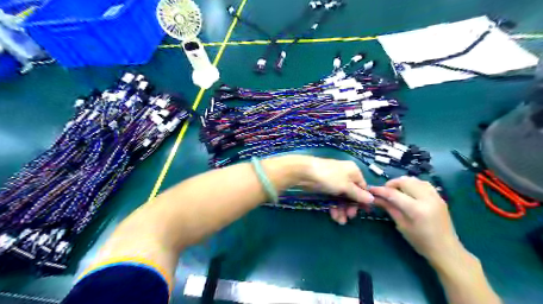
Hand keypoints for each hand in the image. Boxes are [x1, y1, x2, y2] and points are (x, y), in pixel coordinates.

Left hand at [293, 158, 373, 224]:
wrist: (305, 173)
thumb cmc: (329, 177)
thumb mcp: (346, 186)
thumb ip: (358, 194)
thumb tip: (373, 199)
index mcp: (353, 172)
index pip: (362, 187)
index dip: (362, 200)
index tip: (363, 212)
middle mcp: (345, 176)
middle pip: (352, 194)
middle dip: (350, 207)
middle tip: (349, 217)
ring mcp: (334, 181)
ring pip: (342, 198)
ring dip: (342, 210)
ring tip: (340, 221)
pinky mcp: (325, 187)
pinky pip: (333, 198)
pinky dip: (334, 207)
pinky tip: (334, 216)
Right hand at [369, 175, 461, 263]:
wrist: (446, 250)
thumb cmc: (421, 242)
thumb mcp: (401, 225)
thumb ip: (389, 208)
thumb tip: (375, 198)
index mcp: (417, 209)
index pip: (394, 194)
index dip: (380, 190)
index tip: (370, 189)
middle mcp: (427, 199)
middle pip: (405, 182)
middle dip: (391, 184)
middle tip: (384, 192)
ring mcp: (435, 196)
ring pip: (414, 180)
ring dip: (402, 182)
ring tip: (396, 191)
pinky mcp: (439, 197)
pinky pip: (423, 183)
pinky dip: (413, 184)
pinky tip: (408, 191)